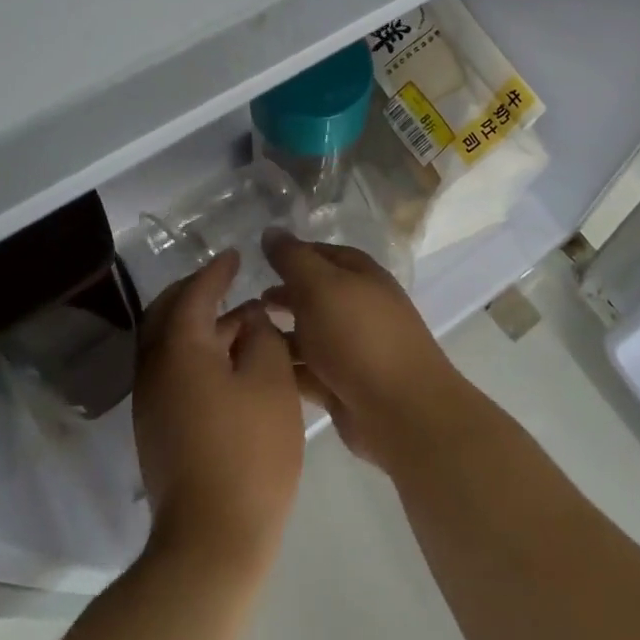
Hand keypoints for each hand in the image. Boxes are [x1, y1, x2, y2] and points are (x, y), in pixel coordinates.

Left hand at [133, 252, 304, 576]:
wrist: (212, 539)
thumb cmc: (249, 452)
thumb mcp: (271, 382)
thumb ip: (262, 337)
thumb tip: (250, 320)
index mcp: (179, 348)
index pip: (195, 293)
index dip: (217, 271)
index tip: (235, 254)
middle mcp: (154, 368)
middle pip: (168, 314)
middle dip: (196, 292)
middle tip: (227, 281)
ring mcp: (151, 402)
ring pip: (169, 345)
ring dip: (200, 326)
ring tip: (242, 322)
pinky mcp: (157, 429)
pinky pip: (173, 372)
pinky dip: (197, 354)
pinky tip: (231, 365)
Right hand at [260, 230, 465, 471]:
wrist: (399, 409)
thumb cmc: (358, 336)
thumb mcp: (320, 286)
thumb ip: (293, 259)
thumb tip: (271, 230)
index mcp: (360, 275)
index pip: (321, 253)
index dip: (291, 254)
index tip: (255, 259)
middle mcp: (357, 307)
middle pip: (313, 295)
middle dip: (281, 296)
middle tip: (245, 301)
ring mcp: (351, 348)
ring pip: (307, 334)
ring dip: (278, 334)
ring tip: (240, 336)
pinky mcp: (341, 385)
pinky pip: (306, 370)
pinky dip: (285, 367)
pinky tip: (253, 367)